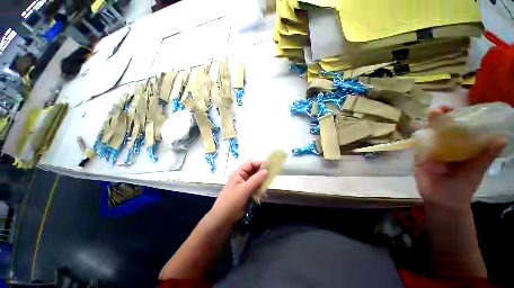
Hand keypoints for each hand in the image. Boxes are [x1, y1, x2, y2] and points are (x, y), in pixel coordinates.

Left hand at [209, 160, 267, 224]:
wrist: (223, 219)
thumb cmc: (232, 201)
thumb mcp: (244, 189)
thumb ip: (256, 179)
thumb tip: (266, 170)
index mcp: (239, 173)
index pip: (251, 163)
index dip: (260, 164)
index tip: (270, 168)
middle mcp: (242, 177)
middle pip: (254, 171)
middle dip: (262, 174)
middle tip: (271, 177)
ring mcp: (244, 185)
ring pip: (256, 180)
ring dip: (262, 183)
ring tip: (267, 187)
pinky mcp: (247, 192)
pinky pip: (255, 188)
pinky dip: (260, 190)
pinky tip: (264, 195)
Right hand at [414, 106, 505, 211]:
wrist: (443, 200)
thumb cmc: (463, 186)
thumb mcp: (477, 169)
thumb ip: (486, 155)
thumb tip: (501, 138)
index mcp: (461, 147)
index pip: (460, 129)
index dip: (458, 117)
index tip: (457, 109)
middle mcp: (447, 146)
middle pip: (442, 129)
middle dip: (441, 117)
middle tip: (440, 108)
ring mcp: (432, 151)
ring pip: (429, 135)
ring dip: (428, 124)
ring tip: (431, 114)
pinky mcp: (420, 157)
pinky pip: (418, 145)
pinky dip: (417, 136)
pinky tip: (416, 128)